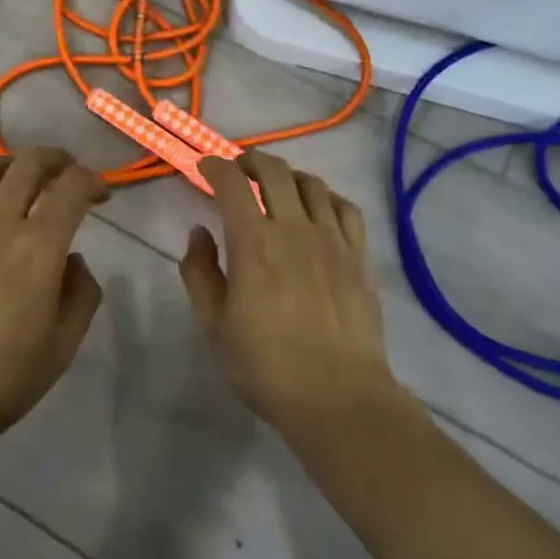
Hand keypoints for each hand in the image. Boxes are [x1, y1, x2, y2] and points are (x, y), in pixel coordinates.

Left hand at [0, 148, 108, 457]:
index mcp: (38, 246)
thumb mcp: (61, 348)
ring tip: (19, 181)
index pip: (71, 187)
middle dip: (56, 159)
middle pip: (28, 163)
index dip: (92, 181)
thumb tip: (74, 261)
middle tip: (67, 173)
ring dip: (10, 167)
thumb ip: (81, 296)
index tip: (101, 196)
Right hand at [180, 152, 399, 437]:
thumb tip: (200, 231)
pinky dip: (326, 197)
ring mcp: (332, 239)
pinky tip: (318, 210)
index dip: (216, 166)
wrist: (337, 397)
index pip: (232, 183)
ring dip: (288, 176)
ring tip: (277, 188)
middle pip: (274, 171)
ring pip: (311, 183)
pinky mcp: (359, 256)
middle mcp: (293, 229)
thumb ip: (200, 272)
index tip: (205, 167)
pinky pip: (346, 208)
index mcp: (253, 243)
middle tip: (239, 171)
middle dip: (251, 161)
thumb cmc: (266, 366)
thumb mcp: (214, 325)